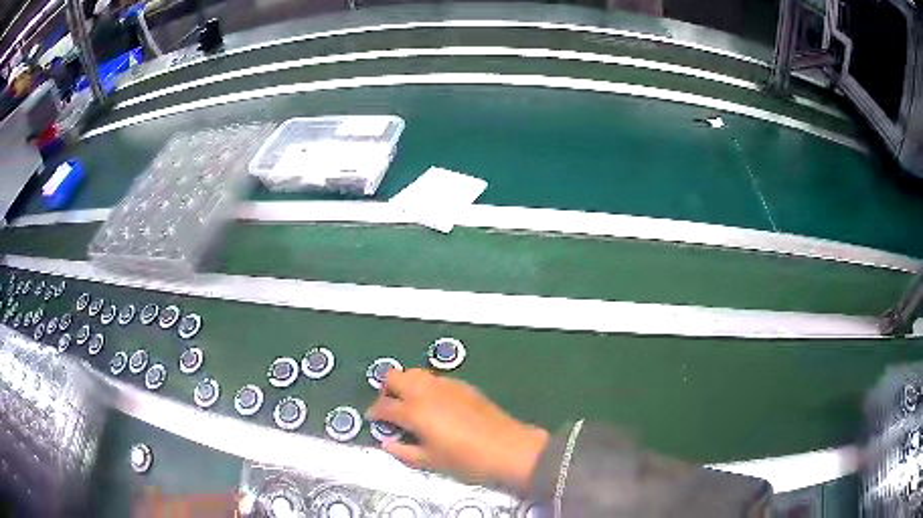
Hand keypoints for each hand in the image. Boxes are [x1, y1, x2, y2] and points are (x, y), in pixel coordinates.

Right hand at [366, 369, 548, 492]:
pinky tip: (434, 405)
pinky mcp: (463, 385)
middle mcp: (426, 391)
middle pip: (394, 377)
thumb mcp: (430, 462)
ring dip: (405, 385)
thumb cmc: (466, 460)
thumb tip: (387, 443)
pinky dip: (425, 387)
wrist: (508, 449)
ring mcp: (446, 385)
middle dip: (386, 390)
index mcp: (414, 411)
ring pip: (415, 373)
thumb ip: (403, 451)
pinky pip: (435, 378)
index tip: (373, 420)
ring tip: (410, 405)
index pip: (384, 405)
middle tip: (390, 409)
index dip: (374, 412)